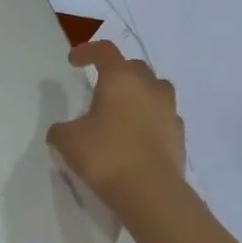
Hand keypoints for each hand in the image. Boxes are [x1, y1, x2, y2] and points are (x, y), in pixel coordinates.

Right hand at [48, 41, 186, 212]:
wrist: (150, 192)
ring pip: (156, 89)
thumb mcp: (68, 141)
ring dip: (140, 93)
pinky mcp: (180, 135)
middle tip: (102, 88)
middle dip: (117, 72)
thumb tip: (61, 130)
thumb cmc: (105, 155)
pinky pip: (164, 117)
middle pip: (134, 67)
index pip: (104, 50)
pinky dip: (152, 120)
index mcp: (120, 78)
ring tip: (125, 110)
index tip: (74, 61)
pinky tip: (140, 136)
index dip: (87, 51)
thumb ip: (61, 130)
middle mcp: (149, 86)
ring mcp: (169, 110)